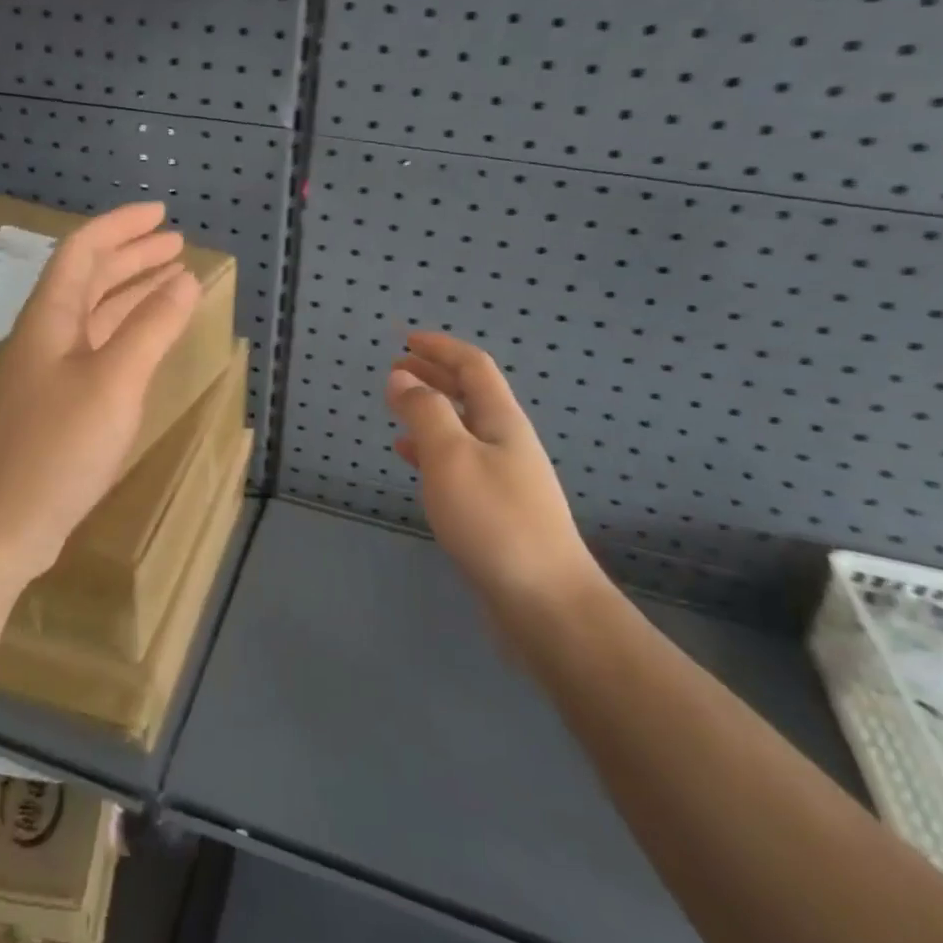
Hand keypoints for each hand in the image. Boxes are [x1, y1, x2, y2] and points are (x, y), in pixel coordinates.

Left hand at [0, 202, 201, 587]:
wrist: (5, 522)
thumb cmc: (58, 445)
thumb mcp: (114, 381)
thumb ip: (151, 327)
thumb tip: (184, 279)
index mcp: (51, 318)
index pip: (83, 251)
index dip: (120, 226)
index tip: (161, 215)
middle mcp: (46, 335)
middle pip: (90, 279)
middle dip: (132, 256)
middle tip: (177, 245)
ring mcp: (50, 371)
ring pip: (95, 314)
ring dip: (132, 292)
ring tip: (172, 281)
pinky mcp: (58, 403)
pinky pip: (98, 348)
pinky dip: (127, 332)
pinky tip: (148, 339)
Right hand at [387, 332, 606, 628]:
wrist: (545, 602)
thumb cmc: (494, 519)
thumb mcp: (451, 456)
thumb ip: (425, 412)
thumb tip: (402, 377)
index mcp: (501, 421)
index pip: (473, 367)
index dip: (441, 348)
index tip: (407, 340)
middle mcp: (506, 442)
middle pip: (470, 395)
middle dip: (435, 376)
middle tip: (397, 368)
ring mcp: (504, 478)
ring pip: (462, 429)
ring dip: (431, 411)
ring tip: (397, 407)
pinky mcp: (495, 511)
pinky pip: (458, 463)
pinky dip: (431, 450)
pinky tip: (410, 458)